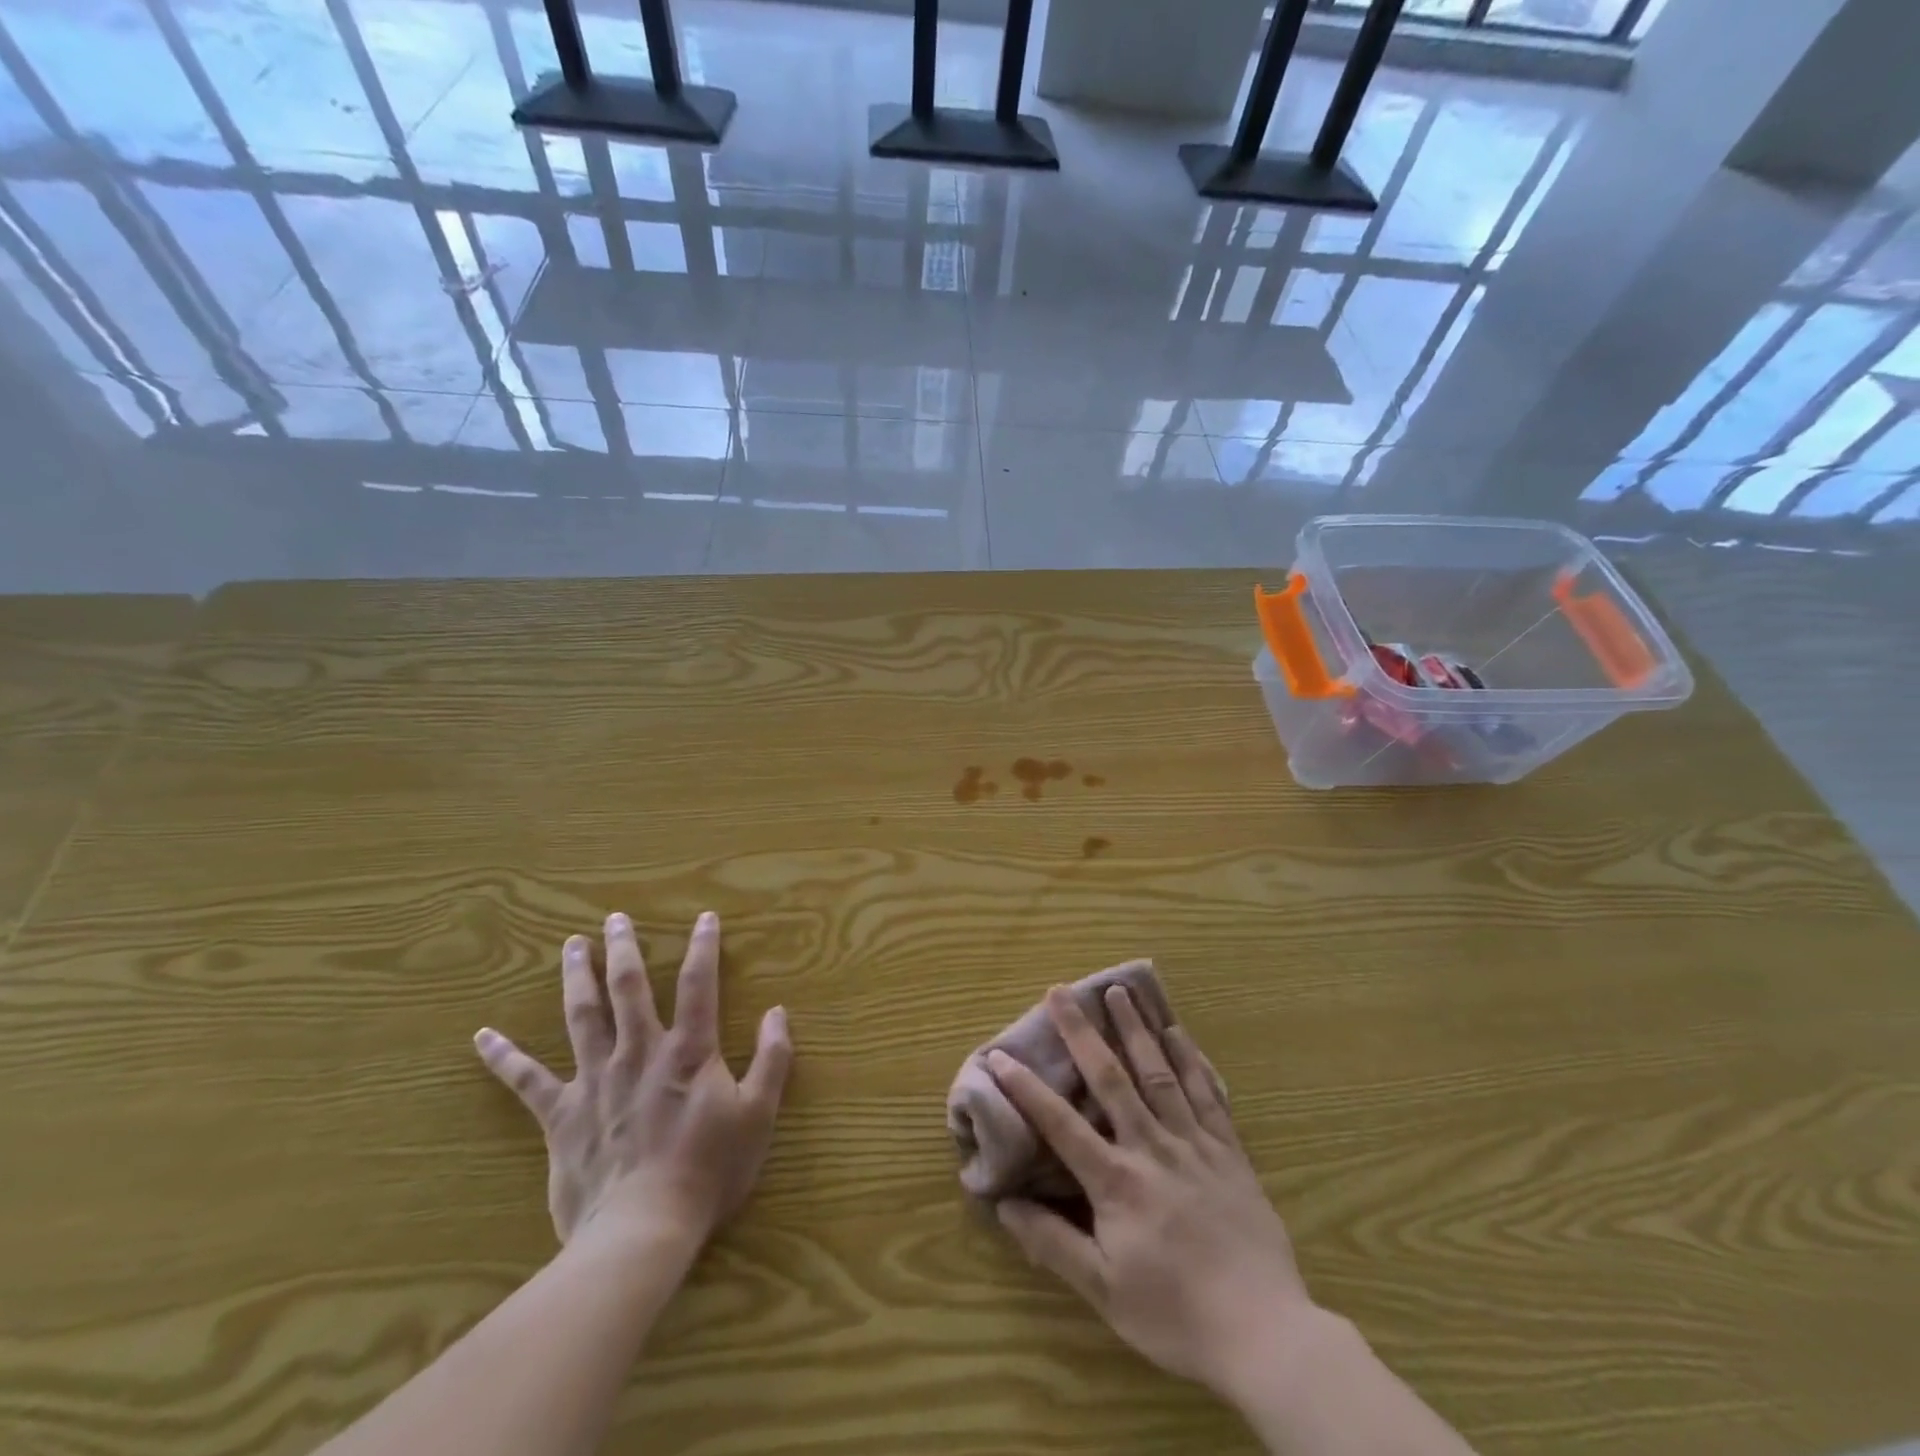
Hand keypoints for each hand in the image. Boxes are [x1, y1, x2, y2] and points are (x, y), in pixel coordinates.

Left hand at [475, 910, 791, 1252]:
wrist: (642, 1231)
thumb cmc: (708, 1171)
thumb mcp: (758, 1115)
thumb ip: (772, 1059)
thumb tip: (778, 1012)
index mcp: (687, 1051)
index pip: (698, 985)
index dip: (703, 948)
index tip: (704, 918)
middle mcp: (639, 1053)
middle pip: (629, 988)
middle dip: (624, 949)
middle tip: (615, 919)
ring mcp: (595, 1081)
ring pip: (583, 1016)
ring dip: (578, 977)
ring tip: (572, 946)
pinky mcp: (561, 1116)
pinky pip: (527, 1081)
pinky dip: (504, 1057)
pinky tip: (482, 1037)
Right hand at [988, 986, 1312, 1401]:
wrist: (1265, 1333)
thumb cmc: (1175, 1314)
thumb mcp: (1104, 1290)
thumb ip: (1053, 1243)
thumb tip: (1004, 1204)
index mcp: (1117, 1181)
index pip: (1060, 1124)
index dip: (1026, 1088)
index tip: (1000, 1055)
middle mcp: (1152, 1147)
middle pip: (1111, 1078)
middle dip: (1082, 1031)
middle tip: (1061, 991)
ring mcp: (1194, 1143)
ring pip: (1160, 1072)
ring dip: (1137, 1028)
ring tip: (1121, 991)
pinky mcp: (1229, 1150)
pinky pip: (1207, 1093)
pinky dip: (1191, 1059)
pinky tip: (1179, 1032)